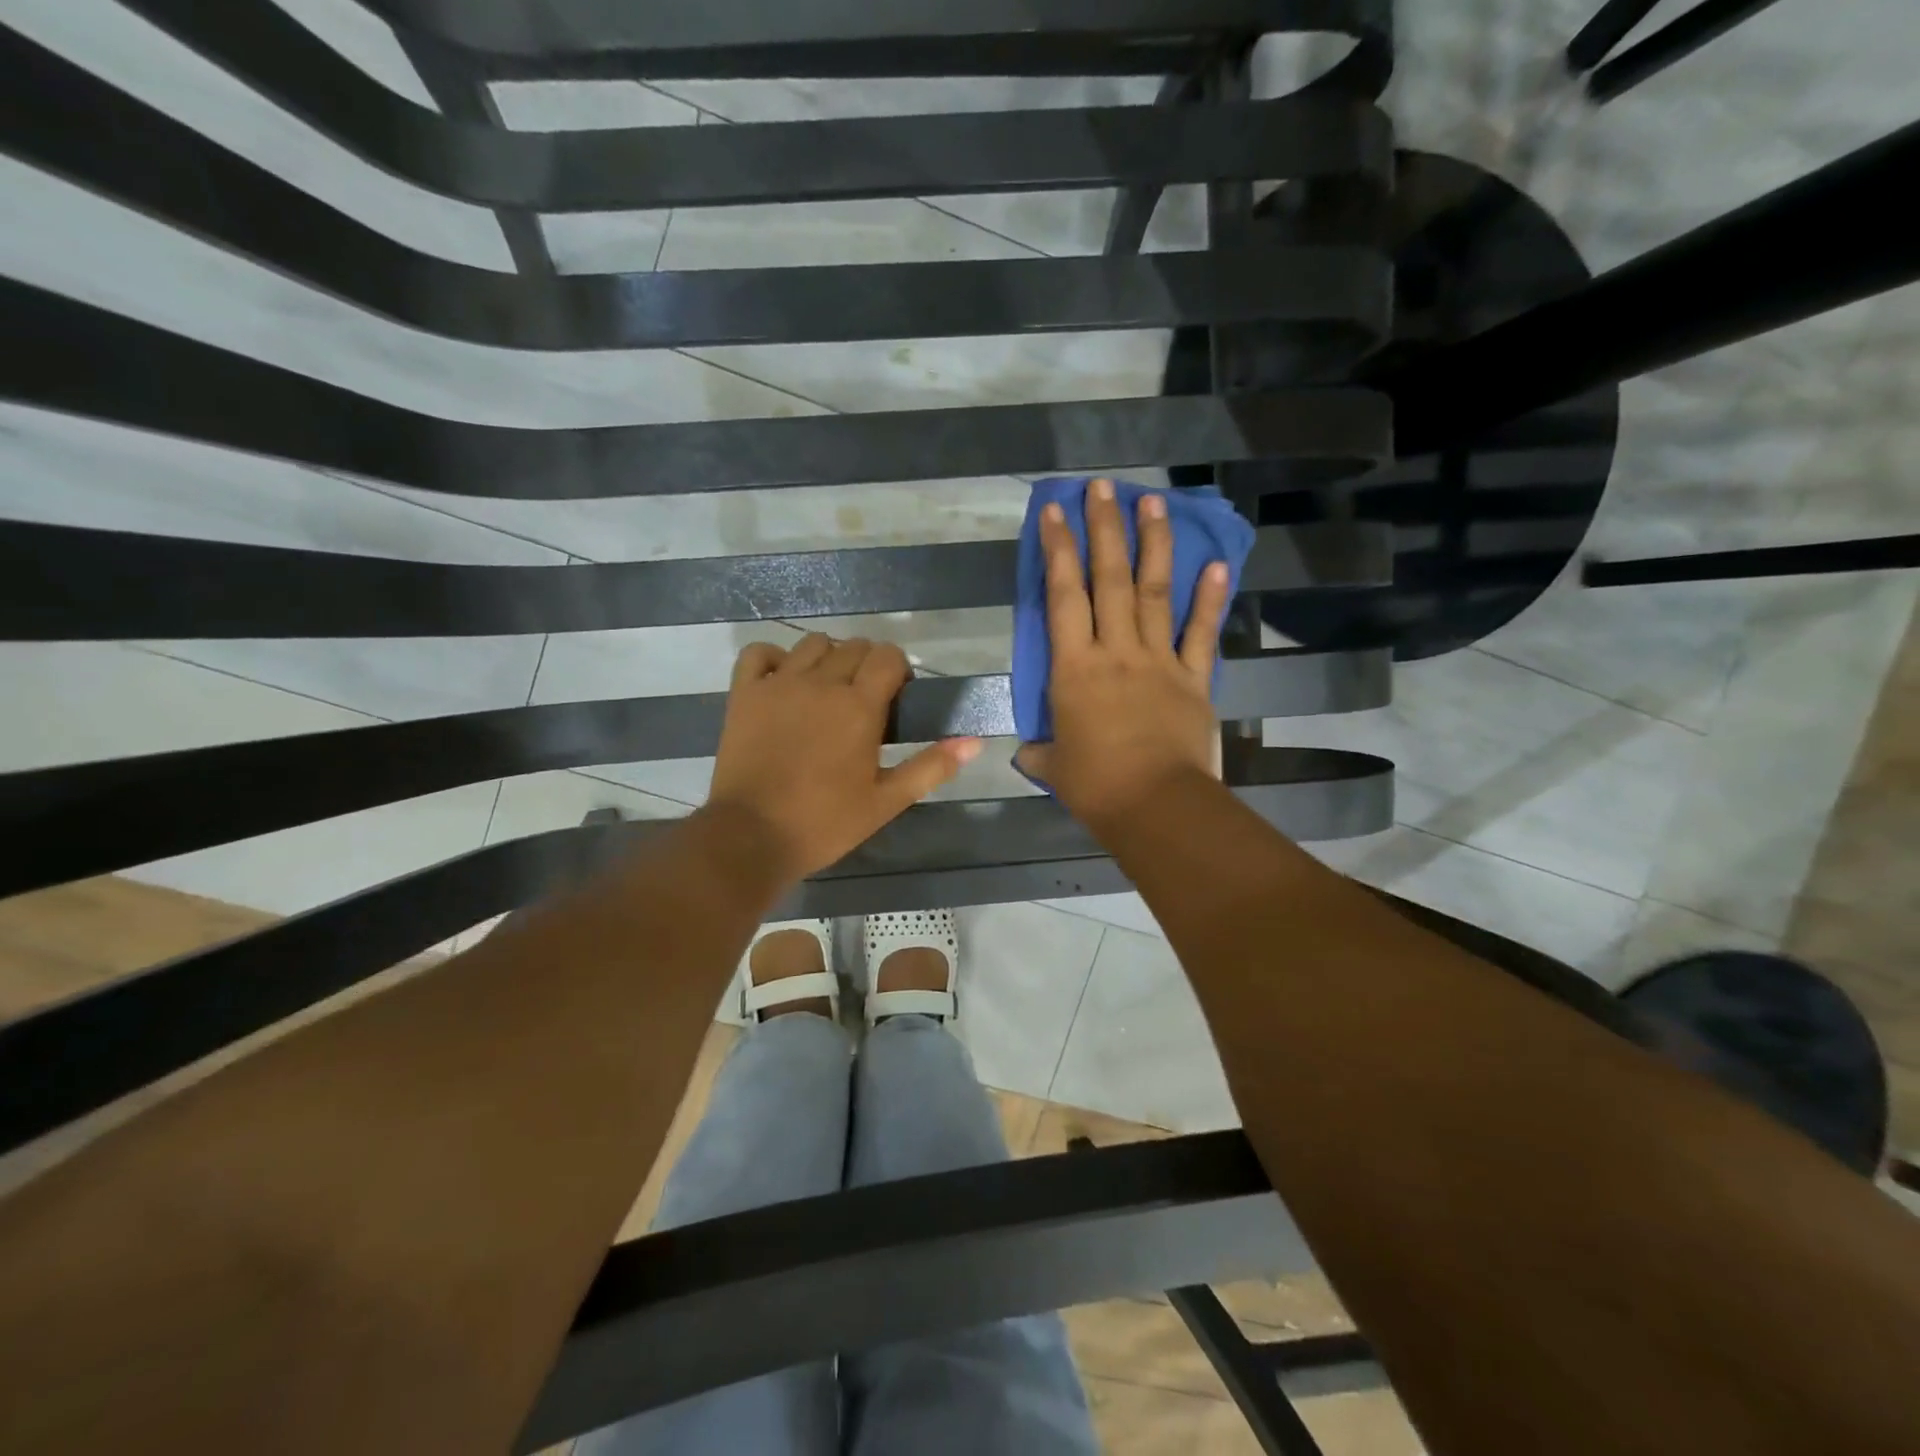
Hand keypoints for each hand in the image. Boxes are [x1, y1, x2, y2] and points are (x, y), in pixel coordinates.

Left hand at [705, 634, 983, 884]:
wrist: (752, 837)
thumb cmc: (825, 823)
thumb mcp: (886, 801)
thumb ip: (931, 767)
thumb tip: (975, 742)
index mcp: (859, 706)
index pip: (888, 656)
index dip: (898, 670)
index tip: (896, 697)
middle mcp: (821, 682)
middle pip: (854, 646)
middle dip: (867, 665)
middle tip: (865, 702)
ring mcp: (778, 684)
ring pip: (812, 644)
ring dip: (828, 658)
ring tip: (827, 692)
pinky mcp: (744, 693)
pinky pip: (759, 653)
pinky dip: (775, 658)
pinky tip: (783, 681)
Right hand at [1015, 478, 1230, 835]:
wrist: (1157, 805)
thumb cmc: (1096, 785)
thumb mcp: (1054, 768)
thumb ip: (1040, 752)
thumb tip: (1028, 753)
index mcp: (1074, 669)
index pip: (1063, 597)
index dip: (1057, 551)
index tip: (1054, 512)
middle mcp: (1116, 651)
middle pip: (1109, 579)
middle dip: (1104, 529)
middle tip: (1102, 487)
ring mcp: (1160, 661)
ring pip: (1154, 592)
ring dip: (1153, 544)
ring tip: (1152, 501)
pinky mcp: (1194, 679)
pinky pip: (1201, 632)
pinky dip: (1209, 598)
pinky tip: (1216, 562)